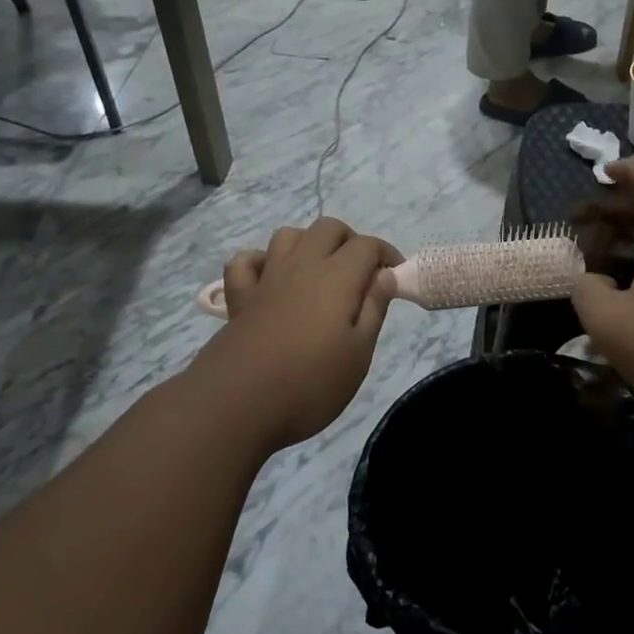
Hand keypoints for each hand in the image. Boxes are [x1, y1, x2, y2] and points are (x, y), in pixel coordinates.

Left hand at [193, 218, 399, 450]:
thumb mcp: (359, 353)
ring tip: (319, 273)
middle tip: (361, 274)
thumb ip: (374, 309)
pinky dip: (260, 262)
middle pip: (327, 228)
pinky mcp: (239, 299)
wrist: (237, 405)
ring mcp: (266, 279)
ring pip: (287, 236)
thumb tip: (385, 276)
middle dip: (350, 241)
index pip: (367, 245)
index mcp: (337, 278)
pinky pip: (245, 262)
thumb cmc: (310, 384)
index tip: (395, 278)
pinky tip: (270, 281)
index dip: (386, 255)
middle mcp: (301, 266)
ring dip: (308, 244)